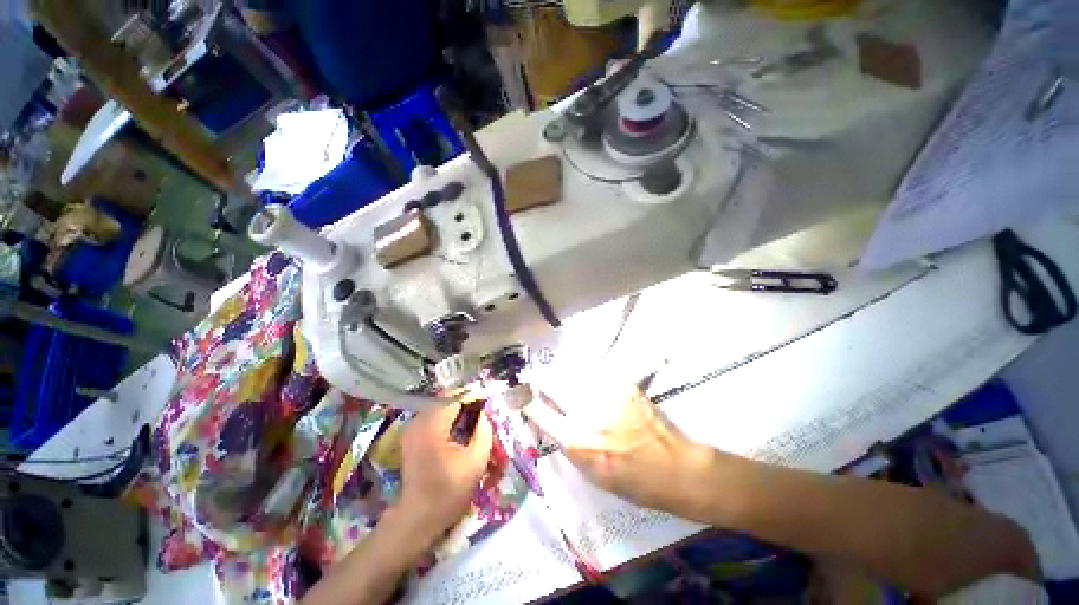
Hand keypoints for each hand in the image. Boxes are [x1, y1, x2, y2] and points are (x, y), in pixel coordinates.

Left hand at [395, 402, 493, 540]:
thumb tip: (484, 413)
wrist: (417, 517)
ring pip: (439, 406)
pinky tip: (458, 428)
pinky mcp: (411, 435)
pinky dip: (447, 417)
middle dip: (466, 402)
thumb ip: (484, 431)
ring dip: (456, 409)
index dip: (474, 397)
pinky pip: (432, 415)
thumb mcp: (476, 462)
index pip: (456, 397)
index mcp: (432, 426)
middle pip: (447, 399)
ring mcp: (411, 427)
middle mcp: (418, 421)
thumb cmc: (449, 491)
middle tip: (482, 412)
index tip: (488, 404)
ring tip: (472, 418)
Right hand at [525, 377, 711, 511]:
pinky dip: (586, 377)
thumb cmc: (632, 481)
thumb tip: (550, 417)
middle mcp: (588, 412)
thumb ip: (567, 442)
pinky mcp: (622, 383)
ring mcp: (606, 392)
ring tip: (564, 382)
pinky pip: (594, 373)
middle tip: (537, 380)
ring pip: (573, 373)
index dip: (526, 400)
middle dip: (542, 380)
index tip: (519, 393)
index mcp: (577, 441)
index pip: (540, 412)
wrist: (674, 467)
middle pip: (553, 383)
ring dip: (564, 377)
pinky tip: (590, 384)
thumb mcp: (590, 472)